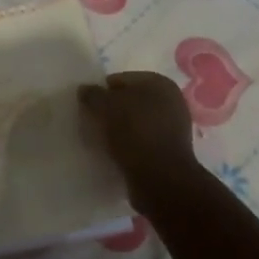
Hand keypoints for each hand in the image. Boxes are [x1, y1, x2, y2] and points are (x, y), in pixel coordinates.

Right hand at [79, 72, 196, 203]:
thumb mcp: (104, 107)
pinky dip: (128, 147)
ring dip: (119, 130)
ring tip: (101, 142)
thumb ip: (92, 94)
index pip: (120, 80)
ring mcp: (173, 128)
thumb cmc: (134, 132)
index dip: (101, 92)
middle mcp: (171, 101)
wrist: (160, 179)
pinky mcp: (170, 152)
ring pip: (135, 123)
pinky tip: (115, 155)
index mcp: (159, 83)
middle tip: (93, 124)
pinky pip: (141, 143)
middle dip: (111, 111)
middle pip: (129, 102)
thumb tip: (85, 90)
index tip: (88, 108)